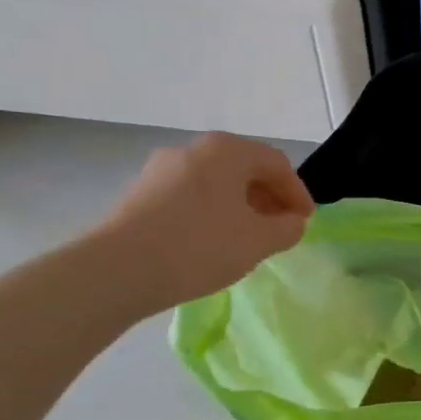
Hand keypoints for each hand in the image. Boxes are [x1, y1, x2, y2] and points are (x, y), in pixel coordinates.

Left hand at [91, 133, 314, 315]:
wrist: (116, 270)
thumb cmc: (199, 246)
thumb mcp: (259, 241)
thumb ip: (287, 228)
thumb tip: (292, 222)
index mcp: (227, 150)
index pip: (277, 164)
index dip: (298, 193)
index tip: (305, 223)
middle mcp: (193, 149)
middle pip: (245, 169)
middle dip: (269, 199)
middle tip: (281, 229)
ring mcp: (161, 169)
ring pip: (216, 183)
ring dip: (240, 207)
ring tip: (248, 240)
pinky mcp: (139, 194)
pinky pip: (190, 197)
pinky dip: (211, 214)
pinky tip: (212, 243)